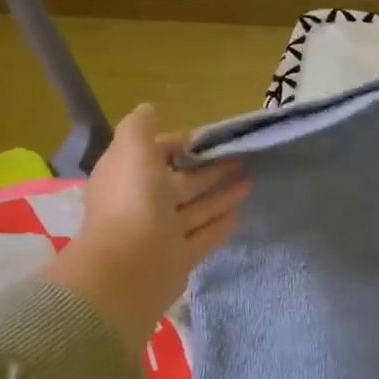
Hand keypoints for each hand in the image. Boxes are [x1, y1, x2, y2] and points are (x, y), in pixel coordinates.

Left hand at [47, 104, 250, 349]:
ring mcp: (161, 233)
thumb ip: (140, 127)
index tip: (210, 138)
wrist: (130, 268)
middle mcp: (143, 203)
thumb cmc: (133, 202)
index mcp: (128, 175)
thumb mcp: (133, 150)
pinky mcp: (179, 258)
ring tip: (250, 182)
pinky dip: (220, 225)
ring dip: (220, 195)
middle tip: (242, 158)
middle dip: (208, 169)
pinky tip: (240, 215)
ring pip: (195, 209)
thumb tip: (149, 109)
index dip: (181, 144)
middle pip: (180, 182)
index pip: (156, 154)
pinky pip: (203, 237)